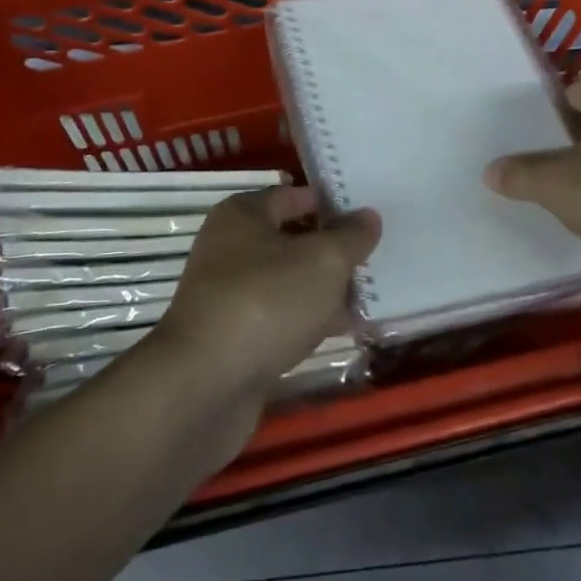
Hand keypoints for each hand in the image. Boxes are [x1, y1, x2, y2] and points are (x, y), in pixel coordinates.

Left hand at [151, 186, 379, 401]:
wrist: (204, 385)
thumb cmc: (265, 302)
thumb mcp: (323, 261)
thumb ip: (350, 236)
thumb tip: (368, 216)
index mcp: (242, 214)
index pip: (293, 195)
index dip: (330, 203)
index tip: (368, 215)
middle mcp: (229, 247)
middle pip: (291, 239)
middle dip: (332, 250)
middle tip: (376, 258)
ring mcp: (228, 294)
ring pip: (287, 282)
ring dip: (324, 290)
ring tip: (370, 297)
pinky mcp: (233, 337)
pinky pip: (279, 318)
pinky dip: (308, 321)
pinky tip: (344, 332)